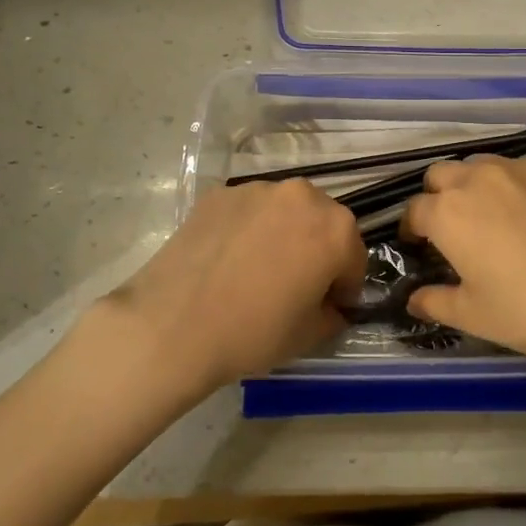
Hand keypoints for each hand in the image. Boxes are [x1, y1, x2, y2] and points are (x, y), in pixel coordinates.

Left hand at [94, 179, 364, 396]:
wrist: (172, 326)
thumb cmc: (252, 333)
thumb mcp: (309, 335)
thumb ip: (333, 314)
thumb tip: (331, 306)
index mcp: (335, 228)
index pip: (354, 257)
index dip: (343, 287)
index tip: (327, 307)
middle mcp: (301, 196)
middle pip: (322, 223)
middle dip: (316, 250)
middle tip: (294, 286)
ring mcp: (256, 189)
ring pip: (284, 212)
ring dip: (283, 234)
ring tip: (257, 270)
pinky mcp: (219, 194)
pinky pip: (248, 211)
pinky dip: (247, 229)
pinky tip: (227, 260)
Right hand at [402, 157, 525, 378]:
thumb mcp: (474, 316)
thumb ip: (434, 302)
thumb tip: (414, 299)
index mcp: (448, 213)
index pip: (414, 211)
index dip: (412, 230)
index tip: (421, 248)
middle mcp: (478, 178)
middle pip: (441, 175)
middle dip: (439, 197)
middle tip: (455, 230)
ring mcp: (522, 169)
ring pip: (483, 166)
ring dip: (477, 186)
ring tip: (496, 218)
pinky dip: (521, 188)